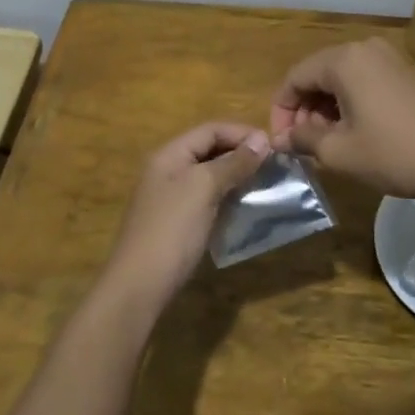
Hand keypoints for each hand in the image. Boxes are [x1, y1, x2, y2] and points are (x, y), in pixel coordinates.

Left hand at [102, 122, 269, 309]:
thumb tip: (261, 139)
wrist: (140, 285)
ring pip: (209, 175)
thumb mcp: (204, 188)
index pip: (210, 129)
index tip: (274, 146)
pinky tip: (245, 207)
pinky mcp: (177, 222)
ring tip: (265, 184)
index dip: (242, 133)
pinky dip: (227, 197)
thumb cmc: (172, 229)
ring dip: (236, 176)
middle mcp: (168, 170)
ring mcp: (171, 197)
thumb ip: (233, 162)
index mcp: (170, 154)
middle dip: (241, 153)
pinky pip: (206, 199)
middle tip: (273, 166)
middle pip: (209, 150)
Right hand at [269, 37, 414, 201]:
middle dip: (304, 109)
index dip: (281, 111)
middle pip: (317, 74)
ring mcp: (388, 58)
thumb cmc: (394, 154)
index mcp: (343, 60)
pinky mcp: (404, 73)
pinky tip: (353, 132)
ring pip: (340, 78)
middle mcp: (363, 49)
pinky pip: (363, 81)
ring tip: (326, 143)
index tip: (282, 143)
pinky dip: (349, 103)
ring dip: (325, 108)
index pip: (295, 78)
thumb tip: (281, 140)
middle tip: (303, 145)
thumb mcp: (339, 152)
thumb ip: (303, 139)